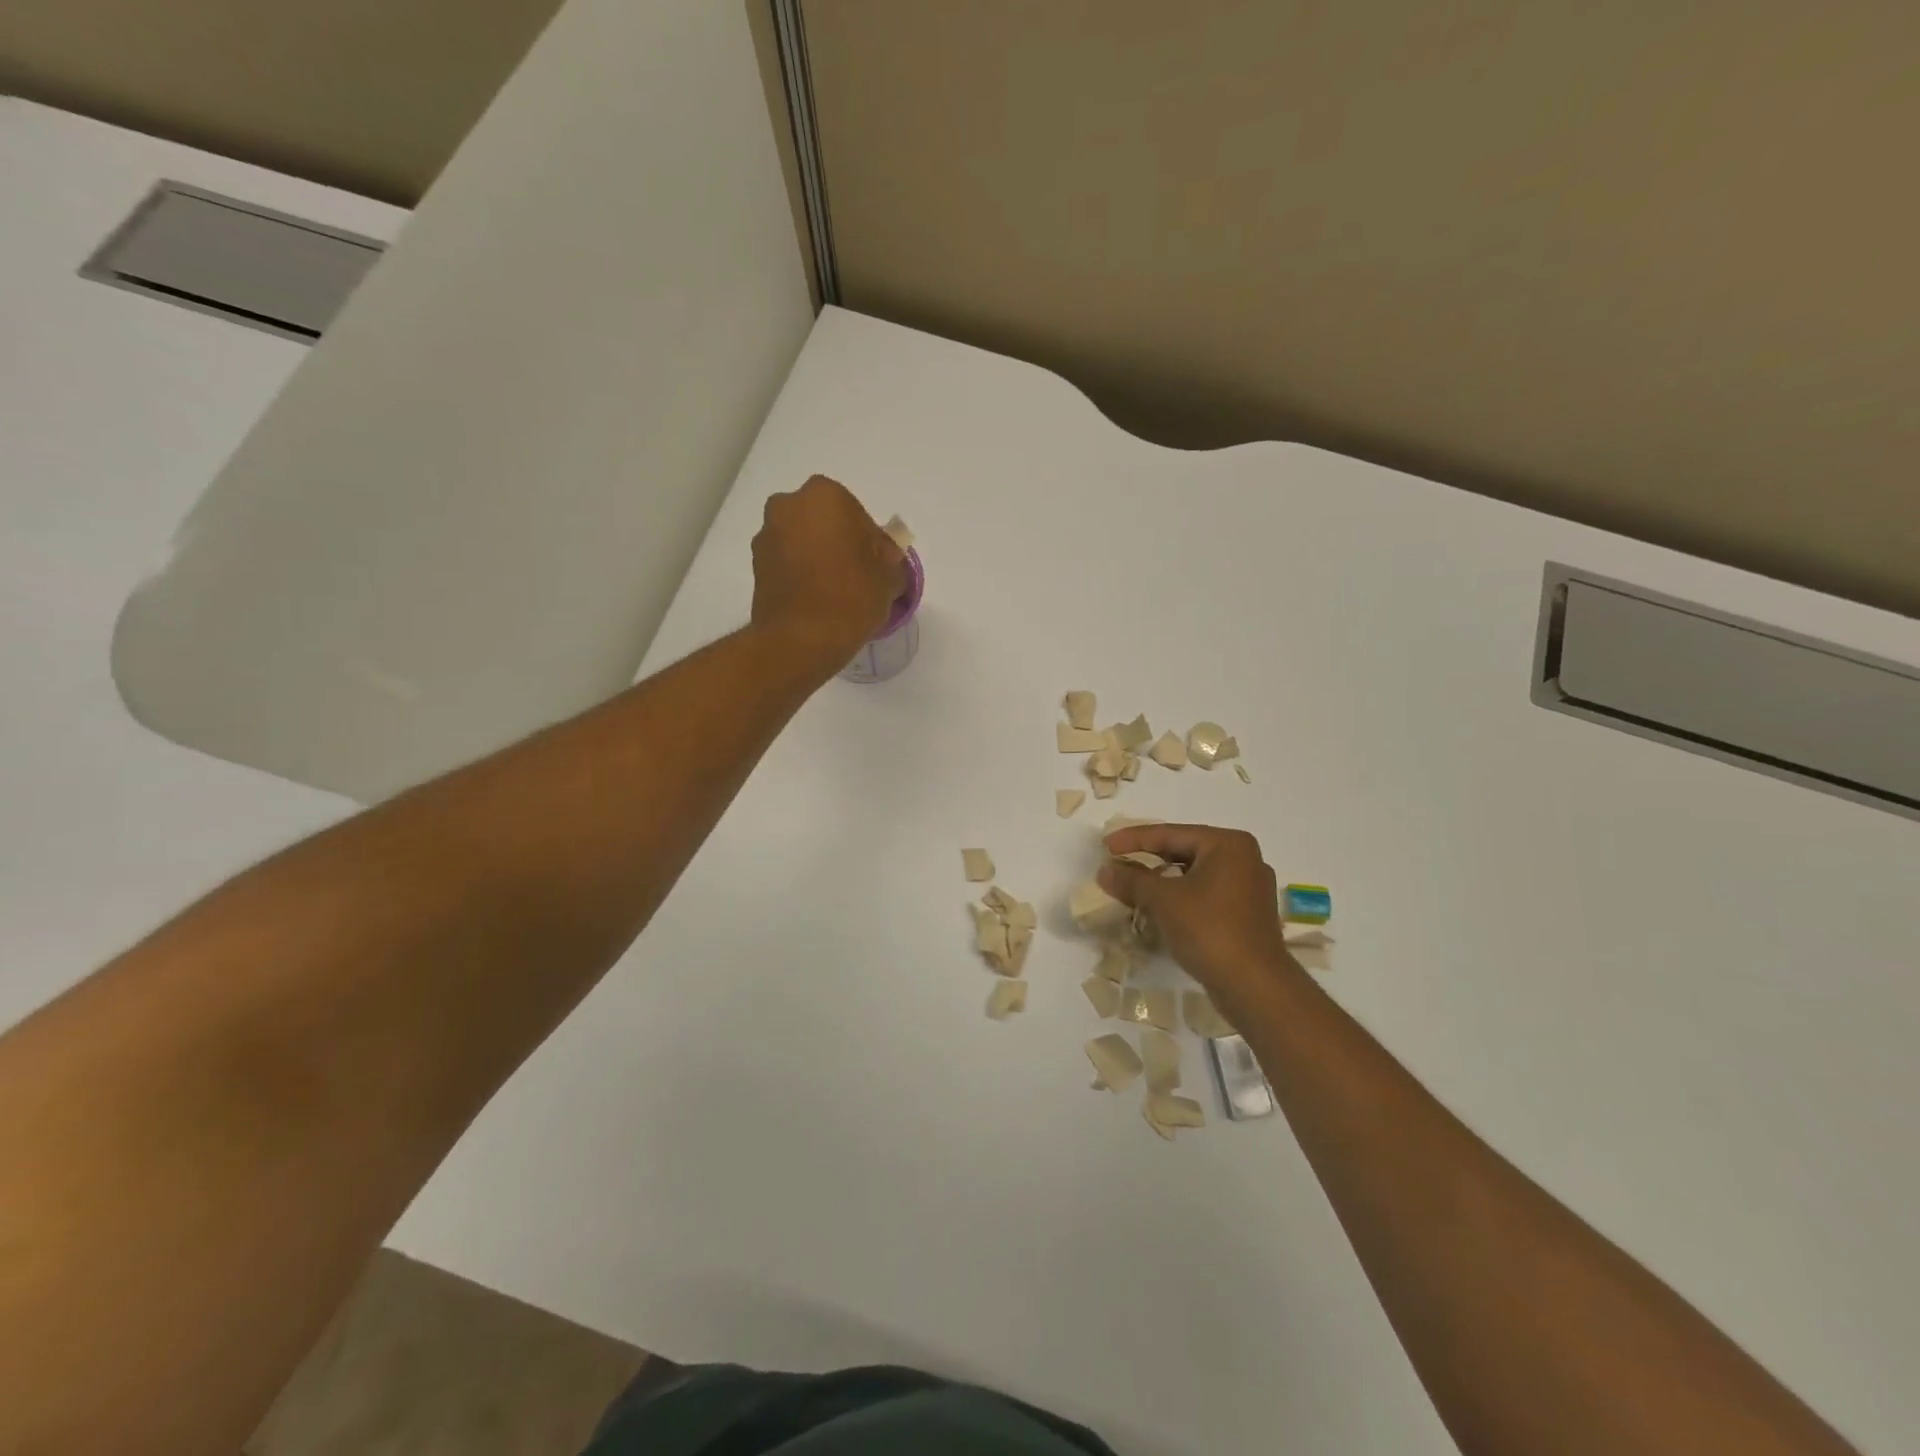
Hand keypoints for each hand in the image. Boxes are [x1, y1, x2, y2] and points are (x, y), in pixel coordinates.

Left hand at [750, 476, 905, 663]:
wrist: (801, 639)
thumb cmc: (851, 597)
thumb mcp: (889, 577)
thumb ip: (890, 559)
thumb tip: (883, 558)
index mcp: (825, 495)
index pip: (856, 513)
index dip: (869, 541)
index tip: (876, 566)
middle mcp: (788, 505)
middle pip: (823, 521)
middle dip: (838, 542)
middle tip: (856, 576)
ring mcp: (767, 535)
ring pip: (802, 540)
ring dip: (816, 557)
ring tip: (833, 592)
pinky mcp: (755, 565)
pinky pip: (786, 562)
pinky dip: (799, 574)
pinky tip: (815, 600)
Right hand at [1098, 824, 1297, 1009]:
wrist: (1254, 986)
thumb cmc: (1209, 930)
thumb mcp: (1163, 900)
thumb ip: (1132, 880)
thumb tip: (1105, 870)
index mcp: (1228, 844)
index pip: (1171, 834)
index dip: (1133, 839)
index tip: (1105, 845)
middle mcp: (1244, 859)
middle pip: (1184, 851)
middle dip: (1148, 860)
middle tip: (1117, 862)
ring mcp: (1249, 889)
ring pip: (1194, 876)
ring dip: (1162, 882)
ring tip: (1132, 887)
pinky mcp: (1247, 915)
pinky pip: (1206, 896)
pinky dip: (1181, 899)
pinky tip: (1159, 909)